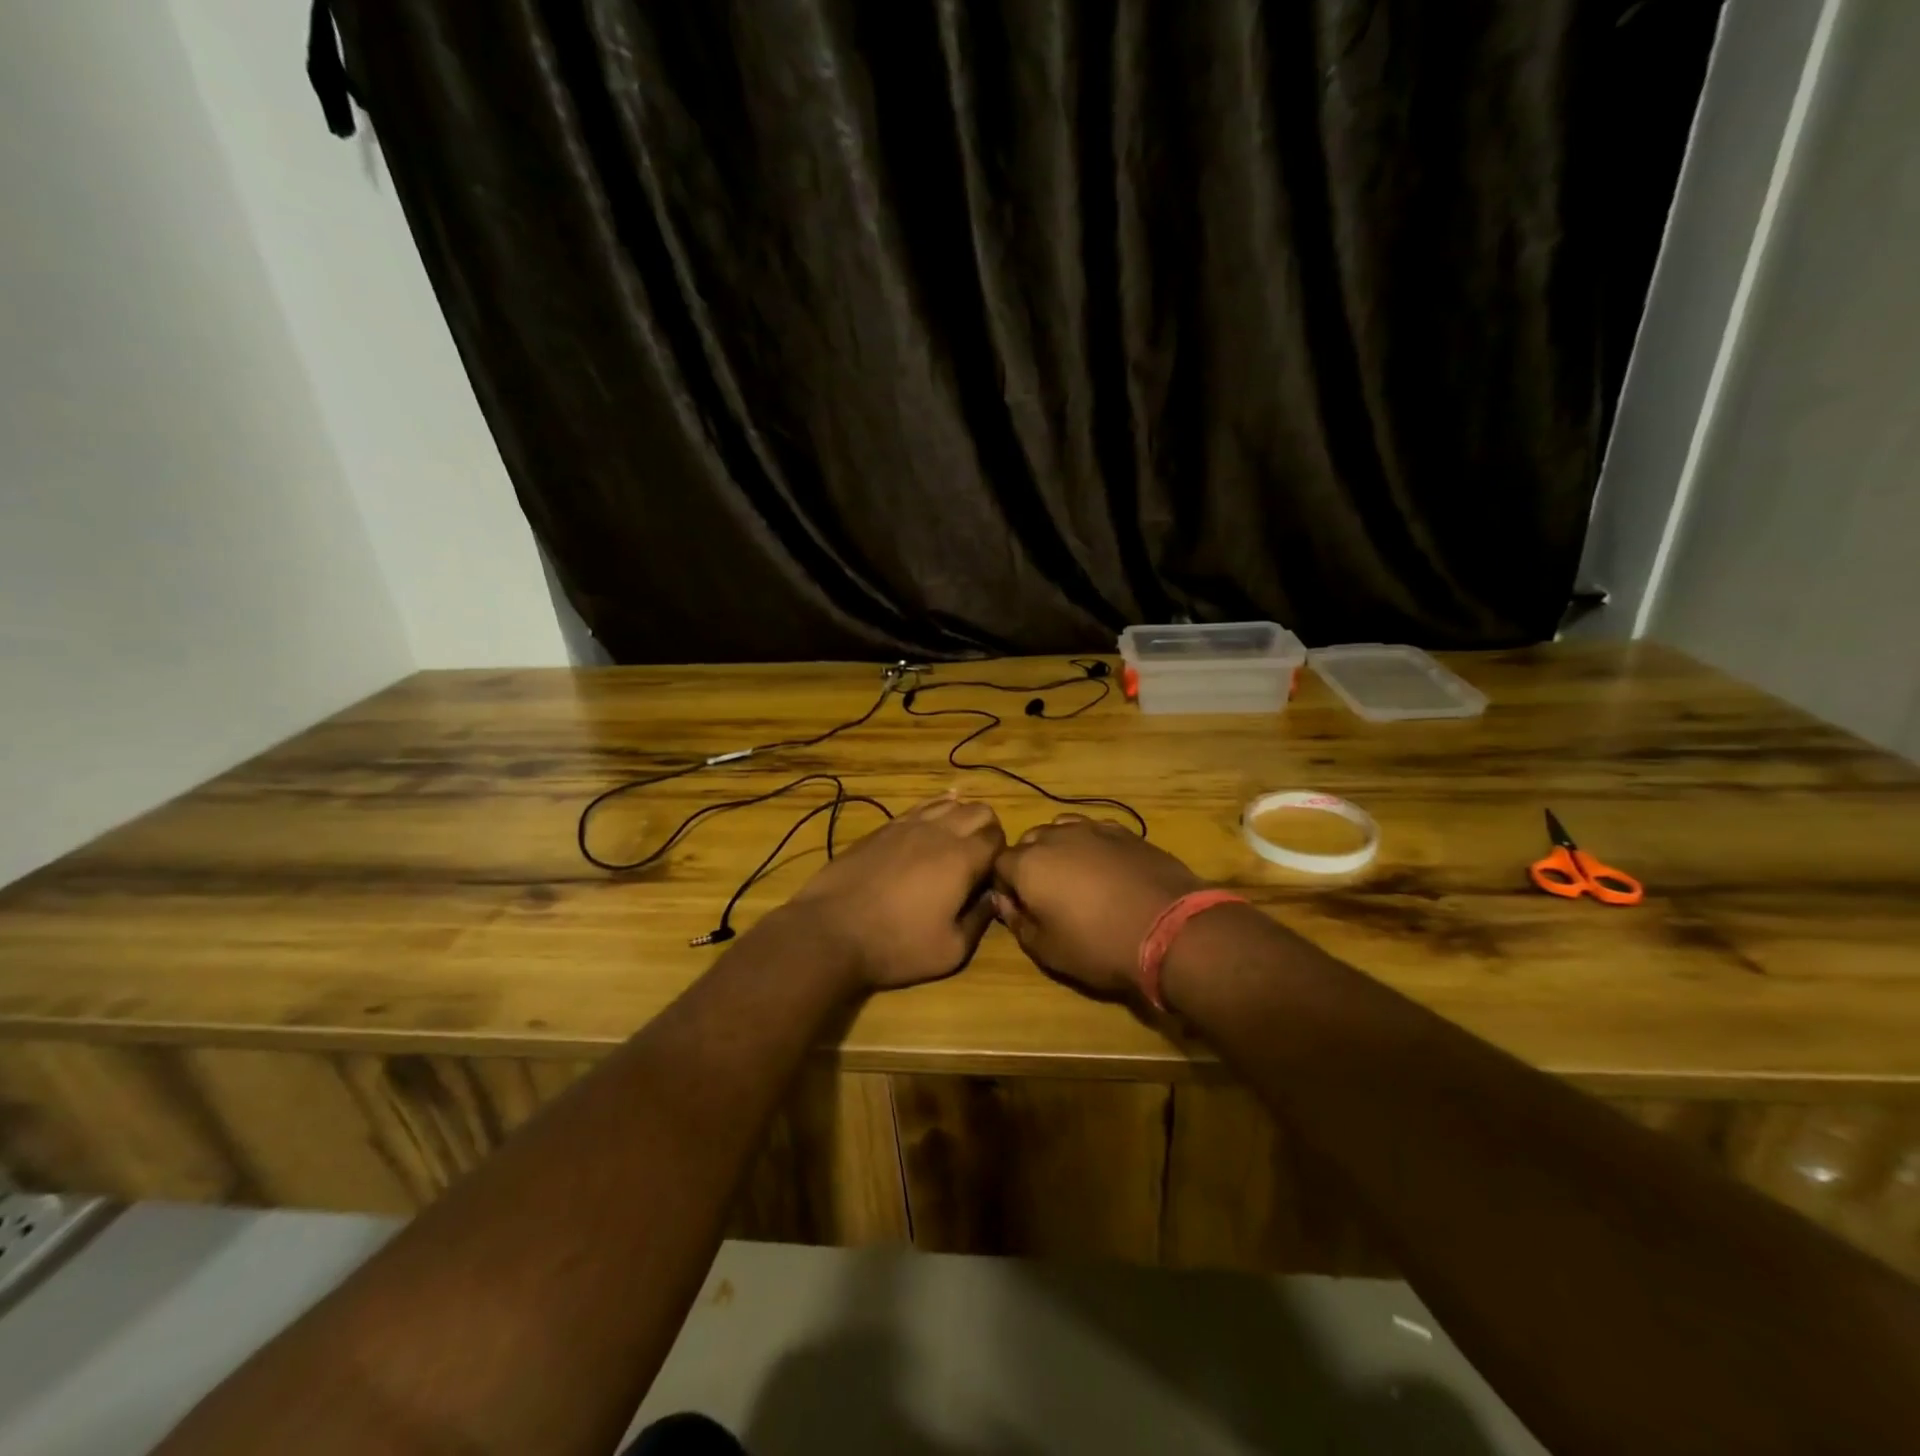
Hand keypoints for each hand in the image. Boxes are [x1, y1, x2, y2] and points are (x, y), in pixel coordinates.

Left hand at [785, 793, 1005, 989]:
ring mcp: (907, 825)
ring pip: (948, 802)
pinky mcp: (882, 828)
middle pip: (979, 810)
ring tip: (953, 844)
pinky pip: (919, 808)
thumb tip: (993, 897)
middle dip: (986, 830)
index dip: (1001, 854)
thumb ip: (980, 919)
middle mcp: (939, 831)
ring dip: (959, 818)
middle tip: (977, 860)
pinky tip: (928, 827)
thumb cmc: (897, 945)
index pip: (998, 836)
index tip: (992, 876)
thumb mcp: (951, 950)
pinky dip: (932, 813)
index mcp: (962, 858)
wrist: (831, 932)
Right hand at [991, 814, 1206, 1001]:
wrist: (1170, 929)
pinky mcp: (1124, 832)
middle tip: (1047, 895)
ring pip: (1061, 829)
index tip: (1019, 907)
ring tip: (1076, 877)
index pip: (998, 864)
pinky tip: (1106, 868)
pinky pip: (1095, 831)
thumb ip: (1018, 922)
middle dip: (1030, 862)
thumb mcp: (1047, 950)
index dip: (1005, 885)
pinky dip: (1091, 845)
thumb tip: (1006, 902)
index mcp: (1028, 864)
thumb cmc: (1099, 945)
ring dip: (1060, 849)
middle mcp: (1055, 837)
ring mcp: (1092, 829)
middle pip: (1029, 841)